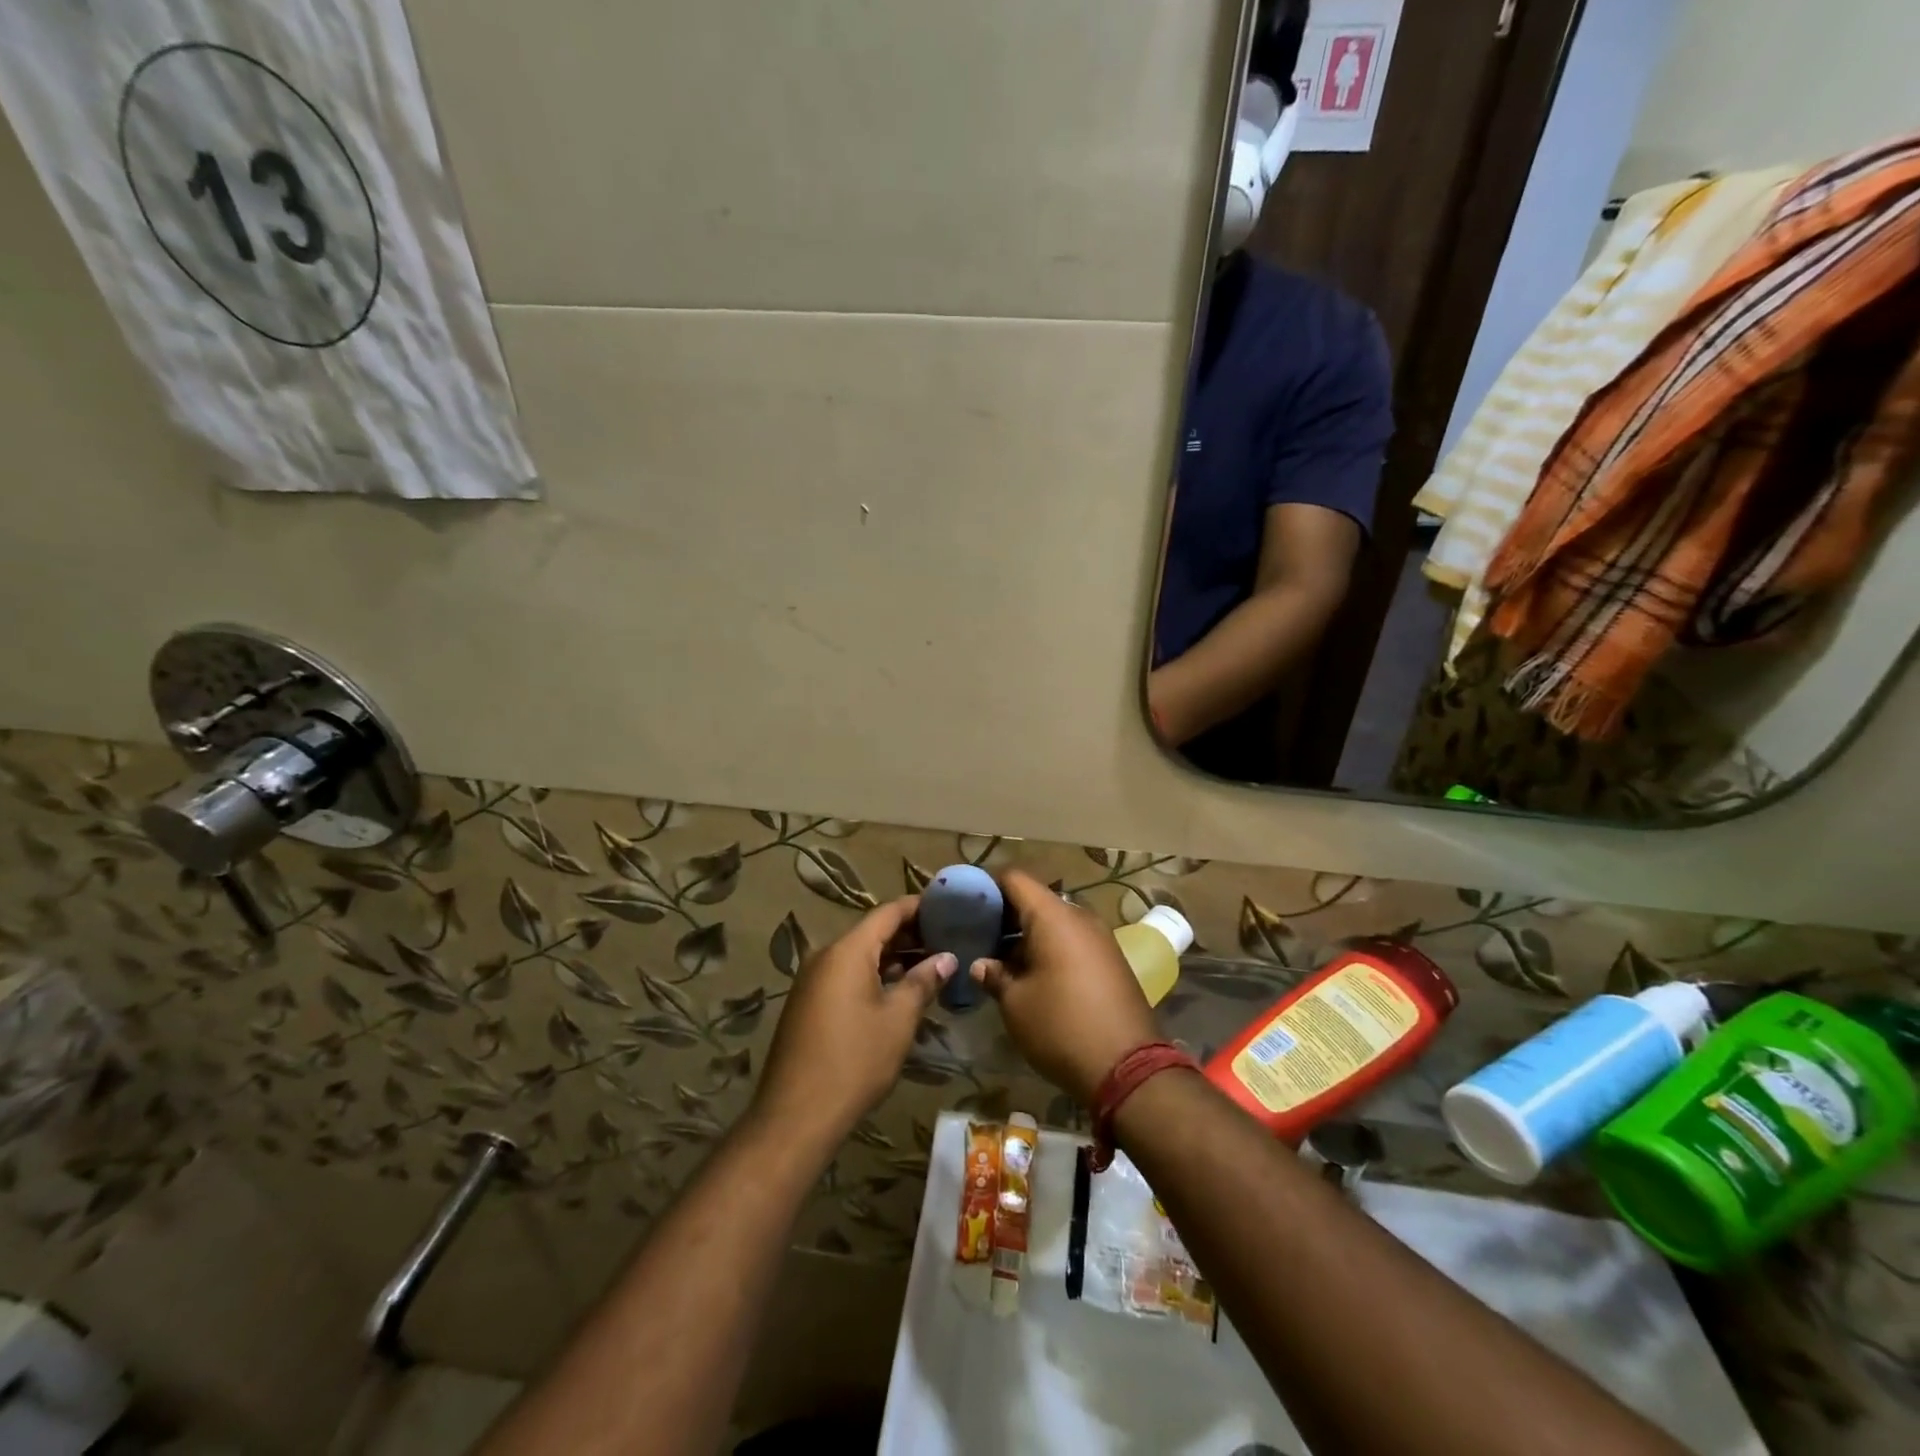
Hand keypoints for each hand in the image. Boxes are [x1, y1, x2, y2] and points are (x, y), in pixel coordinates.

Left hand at [751, 897, 956, 1149]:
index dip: (918, 907)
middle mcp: (825, 956)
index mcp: (847, 951)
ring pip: (859, 956)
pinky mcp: (808, 1005)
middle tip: (947, 939)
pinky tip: (899, 992)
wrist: (795, 1116)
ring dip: (893, 958)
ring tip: (931, 965)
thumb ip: (923, 982)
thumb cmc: (855, 1060)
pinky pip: (846, 976)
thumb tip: (947, 958)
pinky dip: (874, 976)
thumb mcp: (898, 1019)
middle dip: (909, 934)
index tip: (947, 907)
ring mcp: (812, 981)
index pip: (888, 912)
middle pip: (872, 933)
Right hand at [971, 870, 1160, 1104]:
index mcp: (1053, 916)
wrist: (1128, 1068)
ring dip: (1026, 935)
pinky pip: (1072, 941)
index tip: (965, 905)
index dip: (987, 886)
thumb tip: (982, 964)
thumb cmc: (1061, 1027)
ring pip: (1054, 922)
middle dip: (1005, 915)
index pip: (1015, 879)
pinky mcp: (1111, 960)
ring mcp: (1100, 938)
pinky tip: (1031, 975)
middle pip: (1035, 900)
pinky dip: (1049, 949)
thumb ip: (995, 975)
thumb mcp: (1016, 1004)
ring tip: (999, 959)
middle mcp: (1079, 917)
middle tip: (977, 936)